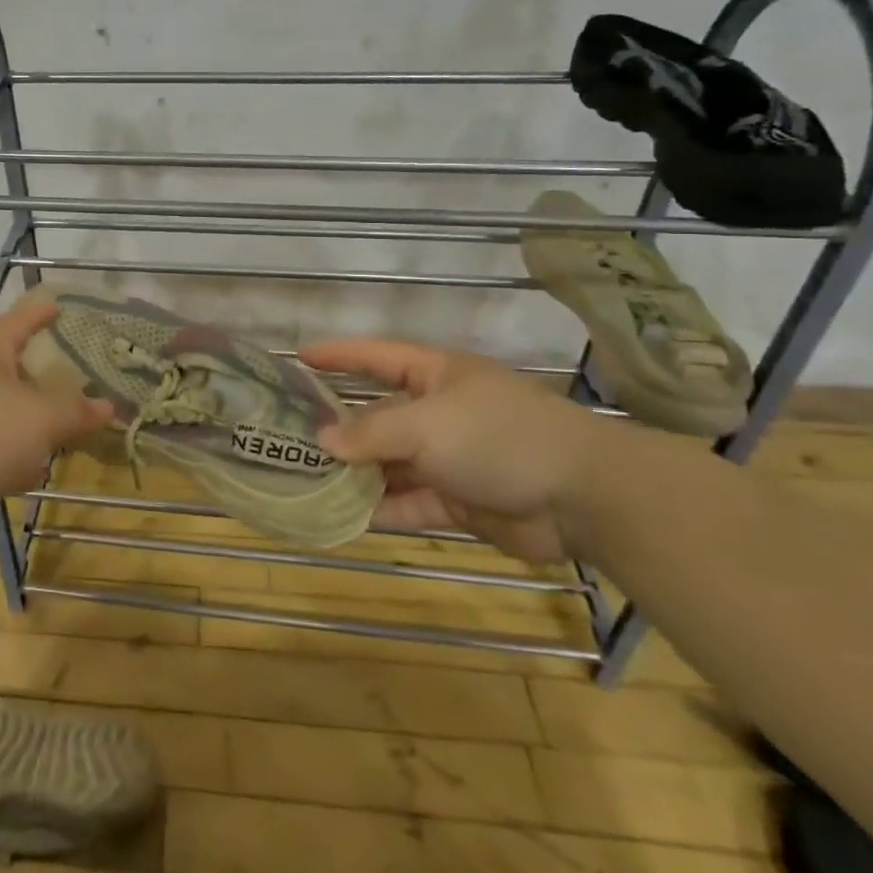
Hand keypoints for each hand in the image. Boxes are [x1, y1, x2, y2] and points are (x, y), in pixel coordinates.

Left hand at [0, 298, 111, 543]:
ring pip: (5, 415)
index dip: (38, 314)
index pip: (17, 323)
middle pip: (12, 371)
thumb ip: (76, 412)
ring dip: (31, 423)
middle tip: (76, 379)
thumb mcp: (41, 418)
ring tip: (65, 430)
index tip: (58, 305)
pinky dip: (14, 458)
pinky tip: (34, 473)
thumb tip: (108, 406)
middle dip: (42, 377)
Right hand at [298, 339, 616, 563]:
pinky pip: (408, 501)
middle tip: (290, 439)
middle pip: (377, 416)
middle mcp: (438, 412)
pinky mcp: (457, 500)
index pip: (376, 356)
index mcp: (435, 375)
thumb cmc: (498, 437)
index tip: (298, 358)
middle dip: (338, 428)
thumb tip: (322, 441)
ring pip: (389, 463)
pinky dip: (380, 508)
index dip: (338, 355)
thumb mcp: (427, 425)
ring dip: (355, 474)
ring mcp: (448, 458)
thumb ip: (371, 433)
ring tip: (306, 481)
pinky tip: (344, 516)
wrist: (583, 498)